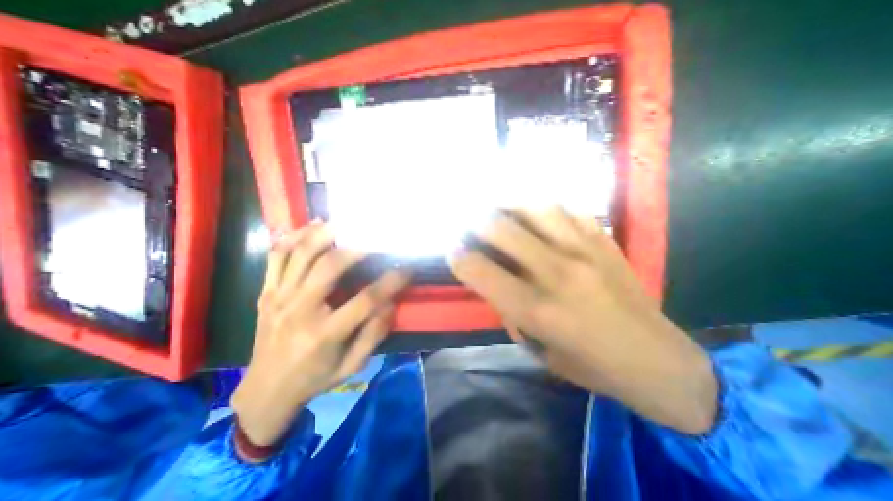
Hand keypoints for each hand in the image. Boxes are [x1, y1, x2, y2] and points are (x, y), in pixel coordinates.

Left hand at [229, 223, 410, 445]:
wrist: (264, 392)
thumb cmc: (314, 379)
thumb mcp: (351, 367)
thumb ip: (373, 335)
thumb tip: (390, 304)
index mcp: (324, 334)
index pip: (366, 300)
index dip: (391, 282)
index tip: (408, 269)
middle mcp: (299, 310)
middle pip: (329, 266)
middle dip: (358, 248)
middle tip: (376, 238)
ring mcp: (279, 298)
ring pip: (300, 254)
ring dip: (324, 234)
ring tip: (344, 223)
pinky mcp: (266, 293)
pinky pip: (276, 257)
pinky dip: (293, 237)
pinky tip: (310, 227)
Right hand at [454, 206, 715, 434]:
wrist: (659, 362)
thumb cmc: (592, 366)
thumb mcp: (537, 349)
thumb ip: (511, 311)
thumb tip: (494, 280)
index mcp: (537, 309)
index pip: (481, 270)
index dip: (459, 257)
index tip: (452, 250)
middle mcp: (557, 272)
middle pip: (501, 229)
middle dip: (475, 223)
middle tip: (467, 222)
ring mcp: (584, 251)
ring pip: (535, 208)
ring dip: (508, 204)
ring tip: (497, 205)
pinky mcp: (605, 242)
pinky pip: (567, 210)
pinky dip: (544, 207)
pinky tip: (535, 210)